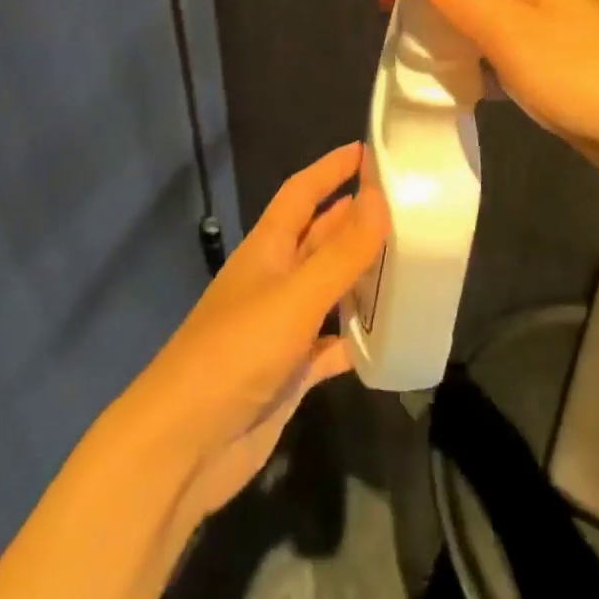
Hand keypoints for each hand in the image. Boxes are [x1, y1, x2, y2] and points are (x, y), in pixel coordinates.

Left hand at [129, 143, 388, 523]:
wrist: (185, 446)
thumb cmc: (237, 351)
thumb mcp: (296, 295)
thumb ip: (342, 251)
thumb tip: (381, 198)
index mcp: (268, 248)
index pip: (302, 192)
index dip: (331, 169)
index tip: (369, 151)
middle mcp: (275, 279)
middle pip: (321, 237)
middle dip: (357, 219)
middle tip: (409, 208)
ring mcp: (282, 327)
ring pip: (331, 289)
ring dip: (364, 276)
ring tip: (412, 263)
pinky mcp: (290, 372)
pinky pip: (333, 345)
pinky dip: (358, 338)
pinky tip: (390, 337)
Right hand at [368, 0, 598, 186]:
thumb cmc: (588, 74)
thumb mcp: (513, 32)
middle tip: (389, 9)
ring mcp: (542, 28)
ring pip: (480, 7)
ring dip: (444, 17)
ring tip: (409, 44)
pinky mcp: (550, 66)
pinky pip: (496, 49)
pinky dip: (468, 57)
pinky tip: (451, 80)